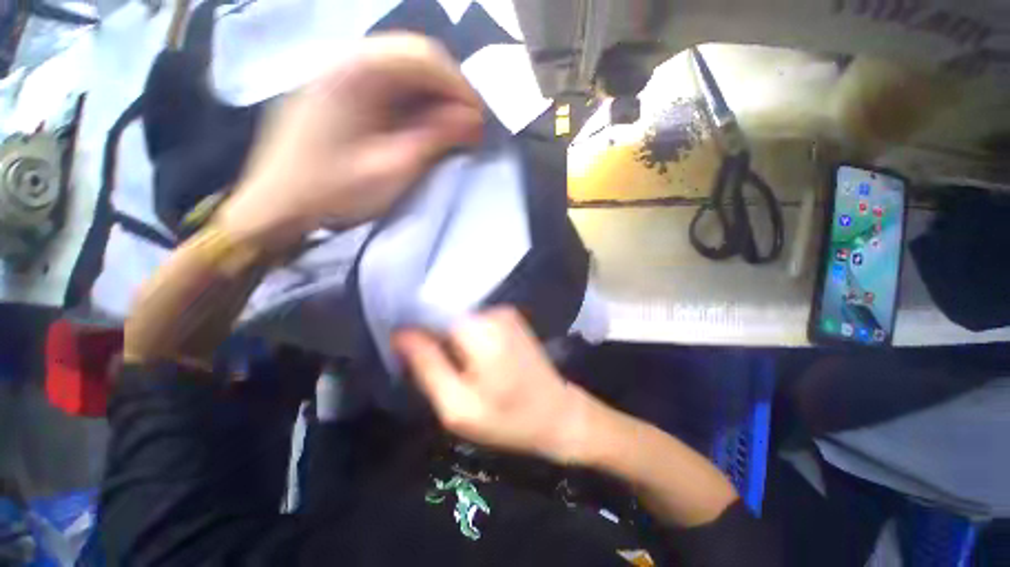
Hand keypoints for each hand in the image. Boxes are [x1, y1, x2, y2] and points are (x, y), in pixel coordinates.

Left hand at [217, 33, 482, 250]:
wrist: (277, 203)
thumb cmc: (334, 191)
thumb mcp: (391, 169)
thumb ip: (434, 138)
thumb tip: (474, 120)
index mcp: (356, 74)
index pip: (423, 57)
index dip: (459, 86)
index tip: (479, 120)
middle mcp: (346, 59)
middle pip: (414, 55)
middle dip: (449, 87)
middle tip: (468, 123)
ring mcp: (339, 71)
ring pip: (402, 66)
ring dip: (433, 93)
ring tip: (451, 125)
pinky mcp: (338, 88)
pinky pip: (386, 81)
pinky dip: (413, 98)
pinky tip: (423, 122)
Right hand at [393, 308, 596, 463]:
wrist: (558, 415)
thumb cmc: (509, 419)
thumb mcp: (458, 406)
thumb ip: (427, 366)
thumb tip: (400, 333)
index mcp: (480, 330)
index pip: (431, 308)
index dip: (412, 324)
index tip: (399, 345)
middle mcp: (492, 311)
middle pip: (445, 311)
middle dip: (429, 333)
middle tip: (423, 362)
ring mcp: (504, 312)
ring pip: (458, 316)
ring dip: (447, 336)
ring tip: (446, 363)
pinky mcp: (509, 318)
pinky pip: (473, 320)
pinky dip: (463, 335)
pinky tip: (466, 357)